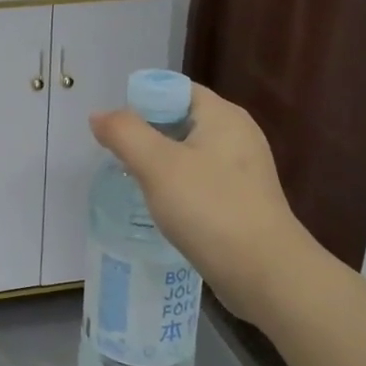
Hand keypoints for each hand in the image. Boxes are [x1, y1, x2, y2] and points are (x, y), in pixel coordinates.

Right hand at [89, 84, 312, 316]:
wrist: (266, 275)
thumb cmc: (210, 210)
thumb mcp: (157, 165)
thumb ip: (124, 133)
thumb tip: (99, 116)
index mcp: (223, 115)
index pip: (174, 89)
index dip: (140, 102)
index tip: (116, 131)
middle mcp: (237, 135)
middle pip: (180, 119)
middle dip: (146, 134)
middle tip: (118, 157)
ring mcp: (243, 169)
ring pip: (188, 152)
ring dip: (159, 163)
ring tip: (134, 183)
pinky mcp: (243, 200)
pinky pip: (200, 179)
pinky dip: (177, 186)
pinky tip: (162, 207)